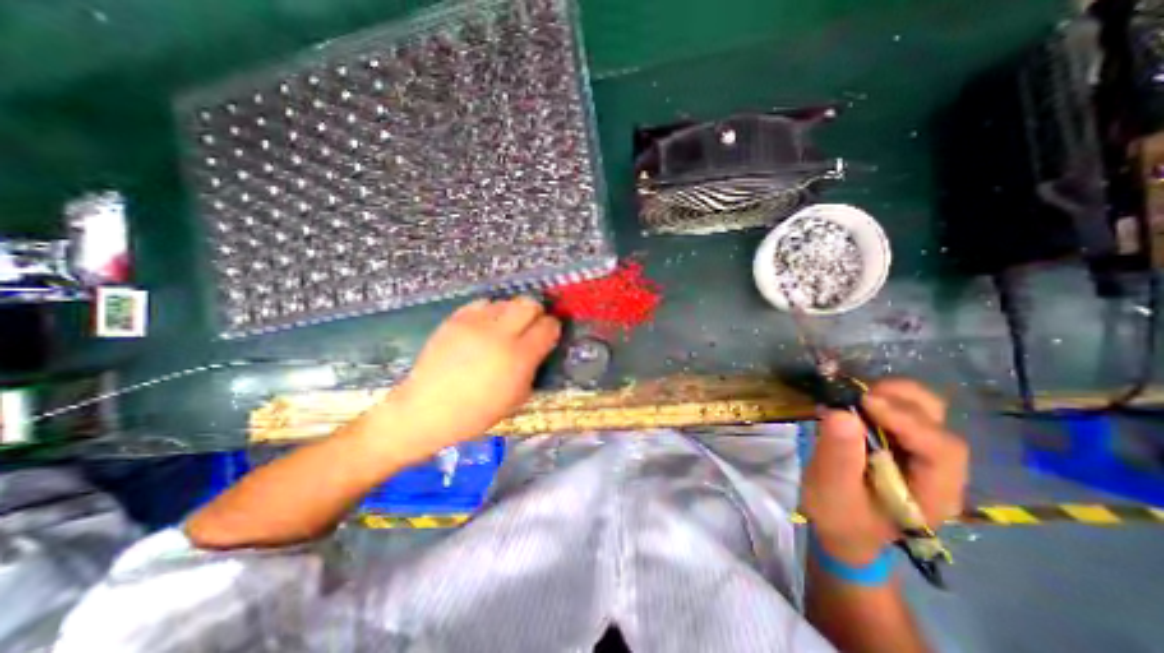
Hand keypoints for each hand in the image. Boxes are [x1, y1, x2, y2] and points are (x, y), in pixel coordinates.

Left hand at [387, 296, 560, 453]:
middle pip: (530, 304)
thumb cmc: (477, 412)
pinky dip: (490, 312)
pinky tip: (484, 327)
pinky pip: (483, 304)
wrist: (427, 409)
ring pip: (507, 301)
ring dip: (512, 313)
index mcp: (519, 357)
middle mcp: (500, 334)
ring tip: (505, 328)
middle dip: (536, 313)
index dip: (553, 328)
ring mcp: (475, 323)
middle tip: (531, 326)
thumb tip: (540, 346)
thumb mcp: (518, 397)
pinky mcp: (456, 319)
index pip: (548, 326)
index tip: (549, 334)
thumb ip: (533, 367)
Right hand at [807, 379, 969, 562]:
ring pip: (924, 408)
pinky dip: (879, 397)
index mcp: (934, 492)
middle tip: (857, 396)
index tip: (864, 402)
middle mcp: (940, 468)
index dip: (906, 420)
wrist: (844, 528)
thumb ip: (839, 456)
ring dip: (890, 395)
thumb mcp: (833, 491)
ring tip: (854, 397)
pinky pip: (900, 408)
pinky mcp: (902, 440)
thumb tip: (841, 413)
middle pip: (938, 421)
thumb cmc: (841, 516)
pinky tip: (853, 403)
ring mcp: (922, 451)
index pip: (940, 449)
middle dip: (899, 401)